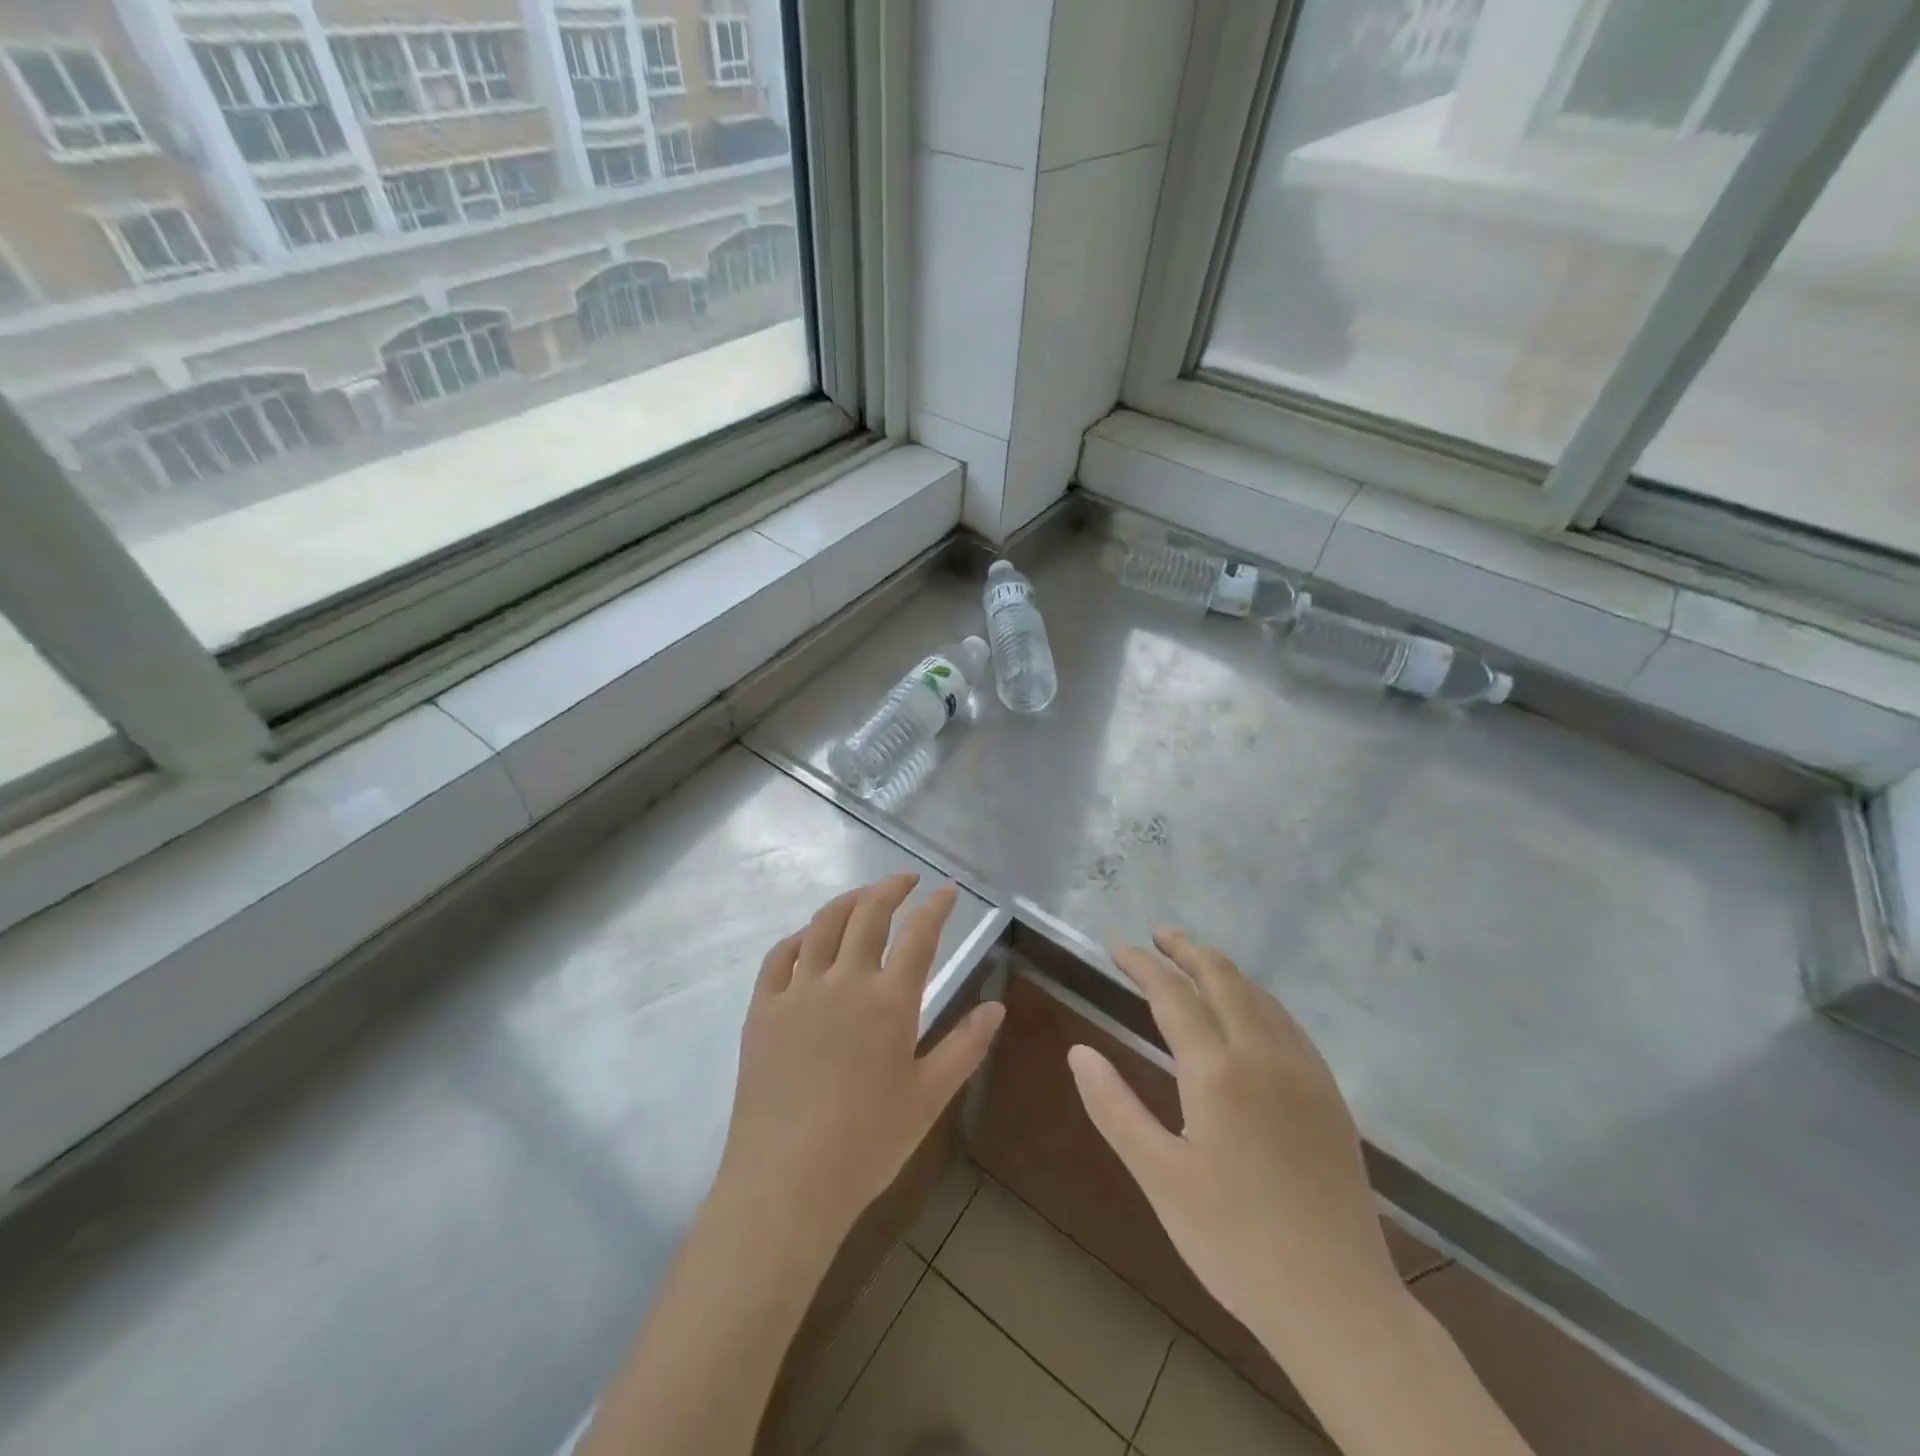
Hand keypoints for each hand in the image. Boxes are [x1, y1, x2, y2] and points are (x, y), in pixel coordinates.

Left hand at [712, 874, 1004, 1251]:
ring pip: (823, 924)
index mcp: (890, 1002)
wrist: (786, 1183)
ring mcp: (798, 991)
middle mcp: (844, 981)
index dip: (937, 907)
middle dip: (892, 887)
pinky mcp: (763, 1008)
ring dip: (848, 901)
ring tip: (864, 896)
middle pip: (869, 913)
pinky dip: (798, 936)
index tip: (948, 890)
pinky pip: (779, 956)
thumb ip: (965, 1047)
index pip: (920, 935)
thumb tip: (997, 1007)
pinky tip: (809, 938)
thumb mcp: (929, 1098)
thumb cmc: (867, 1144)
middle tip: (907, 880)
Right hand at [1067, 929, 1399, 1355]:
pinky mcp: (1329, 1094)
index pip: (1172, 995)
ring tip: (1196, 960)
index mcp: (1217, 1071)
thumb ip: (1114, 1107)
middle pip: (1222, 979)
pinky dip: (1258, 997)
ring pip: (1259, 995)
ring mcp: (1304, 1072)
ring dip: (1223, 969)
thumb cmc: (1234, 1242)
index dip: (1142, 965)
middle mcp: (1263, 1055)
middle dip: (1187, 950)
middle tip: (1158, 935)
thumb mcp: (1159, 1177)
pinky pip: (1288, 1022)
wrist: (1338, 1302)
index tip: (1118, 946)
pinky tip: (1251, 1009)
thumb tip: (1079, 1051)